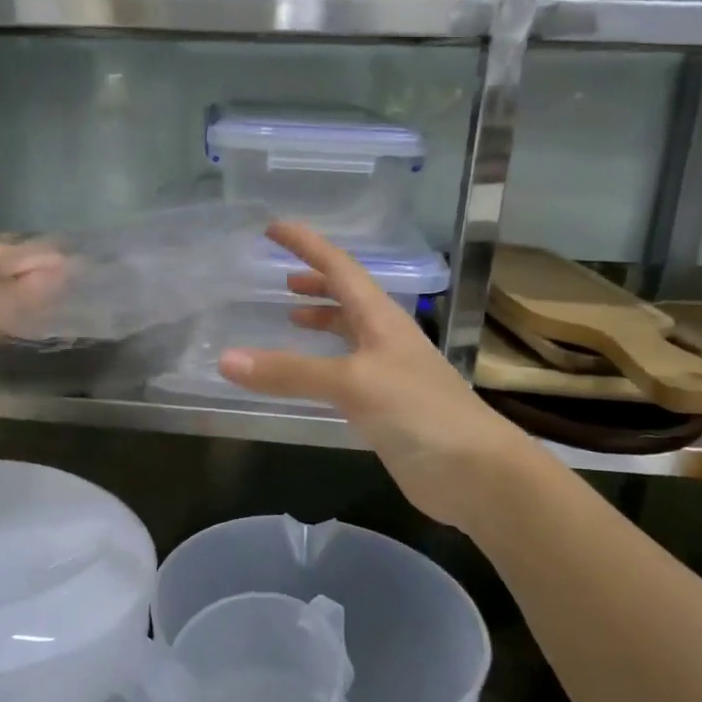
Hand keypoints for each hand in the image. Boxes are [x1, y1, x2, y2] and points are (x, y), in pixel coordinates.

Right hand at [217, 222, 533, 527]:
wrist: (475, 473)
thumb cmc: (419, 412)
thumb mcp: (351, 384)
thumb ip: (289, 372)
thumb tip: (225, 359)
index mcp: (381, 318)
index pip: (339, 268)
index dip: (307, 245)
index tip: (273, 228)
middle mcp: (385, 337)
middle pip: (347, 297)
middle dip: (315, 282)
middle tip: (279, 278)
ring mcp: (388, 372)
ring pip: (348, 333)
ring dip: (321, 320)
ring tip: (289, 318)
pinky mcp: (385, 406)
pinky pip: (345, 371)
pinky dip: (322, 363)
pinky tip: (308, 377)